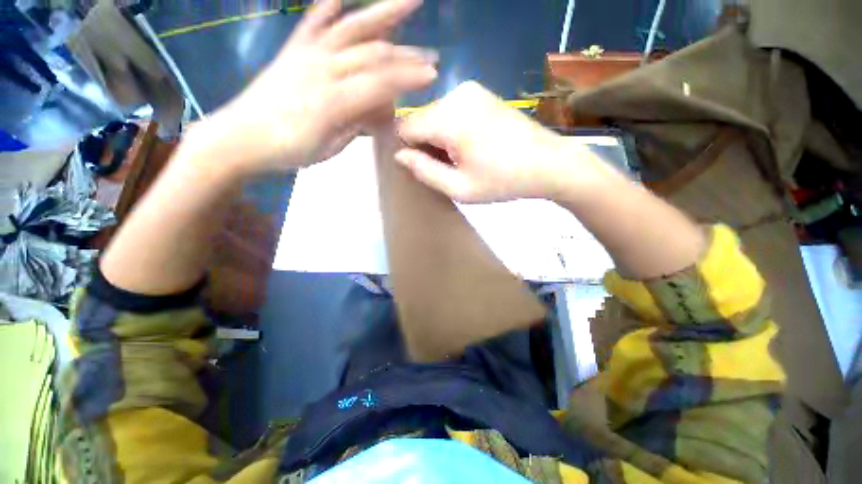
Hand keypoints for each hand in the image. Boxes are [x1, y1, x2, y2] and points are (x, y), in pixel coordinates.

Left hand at [211, 0, 437, 173]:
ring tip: (412, 0)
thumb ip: (356, 124)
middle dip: (406, 54)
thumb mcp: (325, 149)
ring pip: (351, 28)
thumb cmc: (282, 150)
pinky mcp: (294, 48)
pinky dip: (327, 6)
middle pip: (373, 54)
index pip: (379, 84)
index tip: (433, 76)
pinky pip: (312, 22)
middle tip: (431, 55)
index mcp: (330, 103)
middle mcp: (322, 71)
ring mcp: (308, 55)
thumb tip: (383, 107)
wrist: (237, 137)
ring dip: (384, 12)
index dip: (408, 78)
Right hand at [396, 81, 596, 202]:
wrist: (551, 161)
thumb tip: (399, 155)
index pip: (403, 128)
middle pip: (419, 118)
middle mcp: (454, 95)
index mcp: (447, 117)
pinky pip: (451, 107)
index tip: (433, 165)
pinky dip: (455, 123)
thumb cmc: (507, 180)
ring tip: (469, 153)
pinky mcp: (481, 90)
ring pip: (434, 112)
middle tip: (454, 163)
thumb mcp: (461, 188)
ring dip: (441, 132)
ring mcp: (469, 89)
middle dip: (427, 140)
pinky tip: (477, 139)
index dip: (411, 150)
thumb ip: (423, 171)